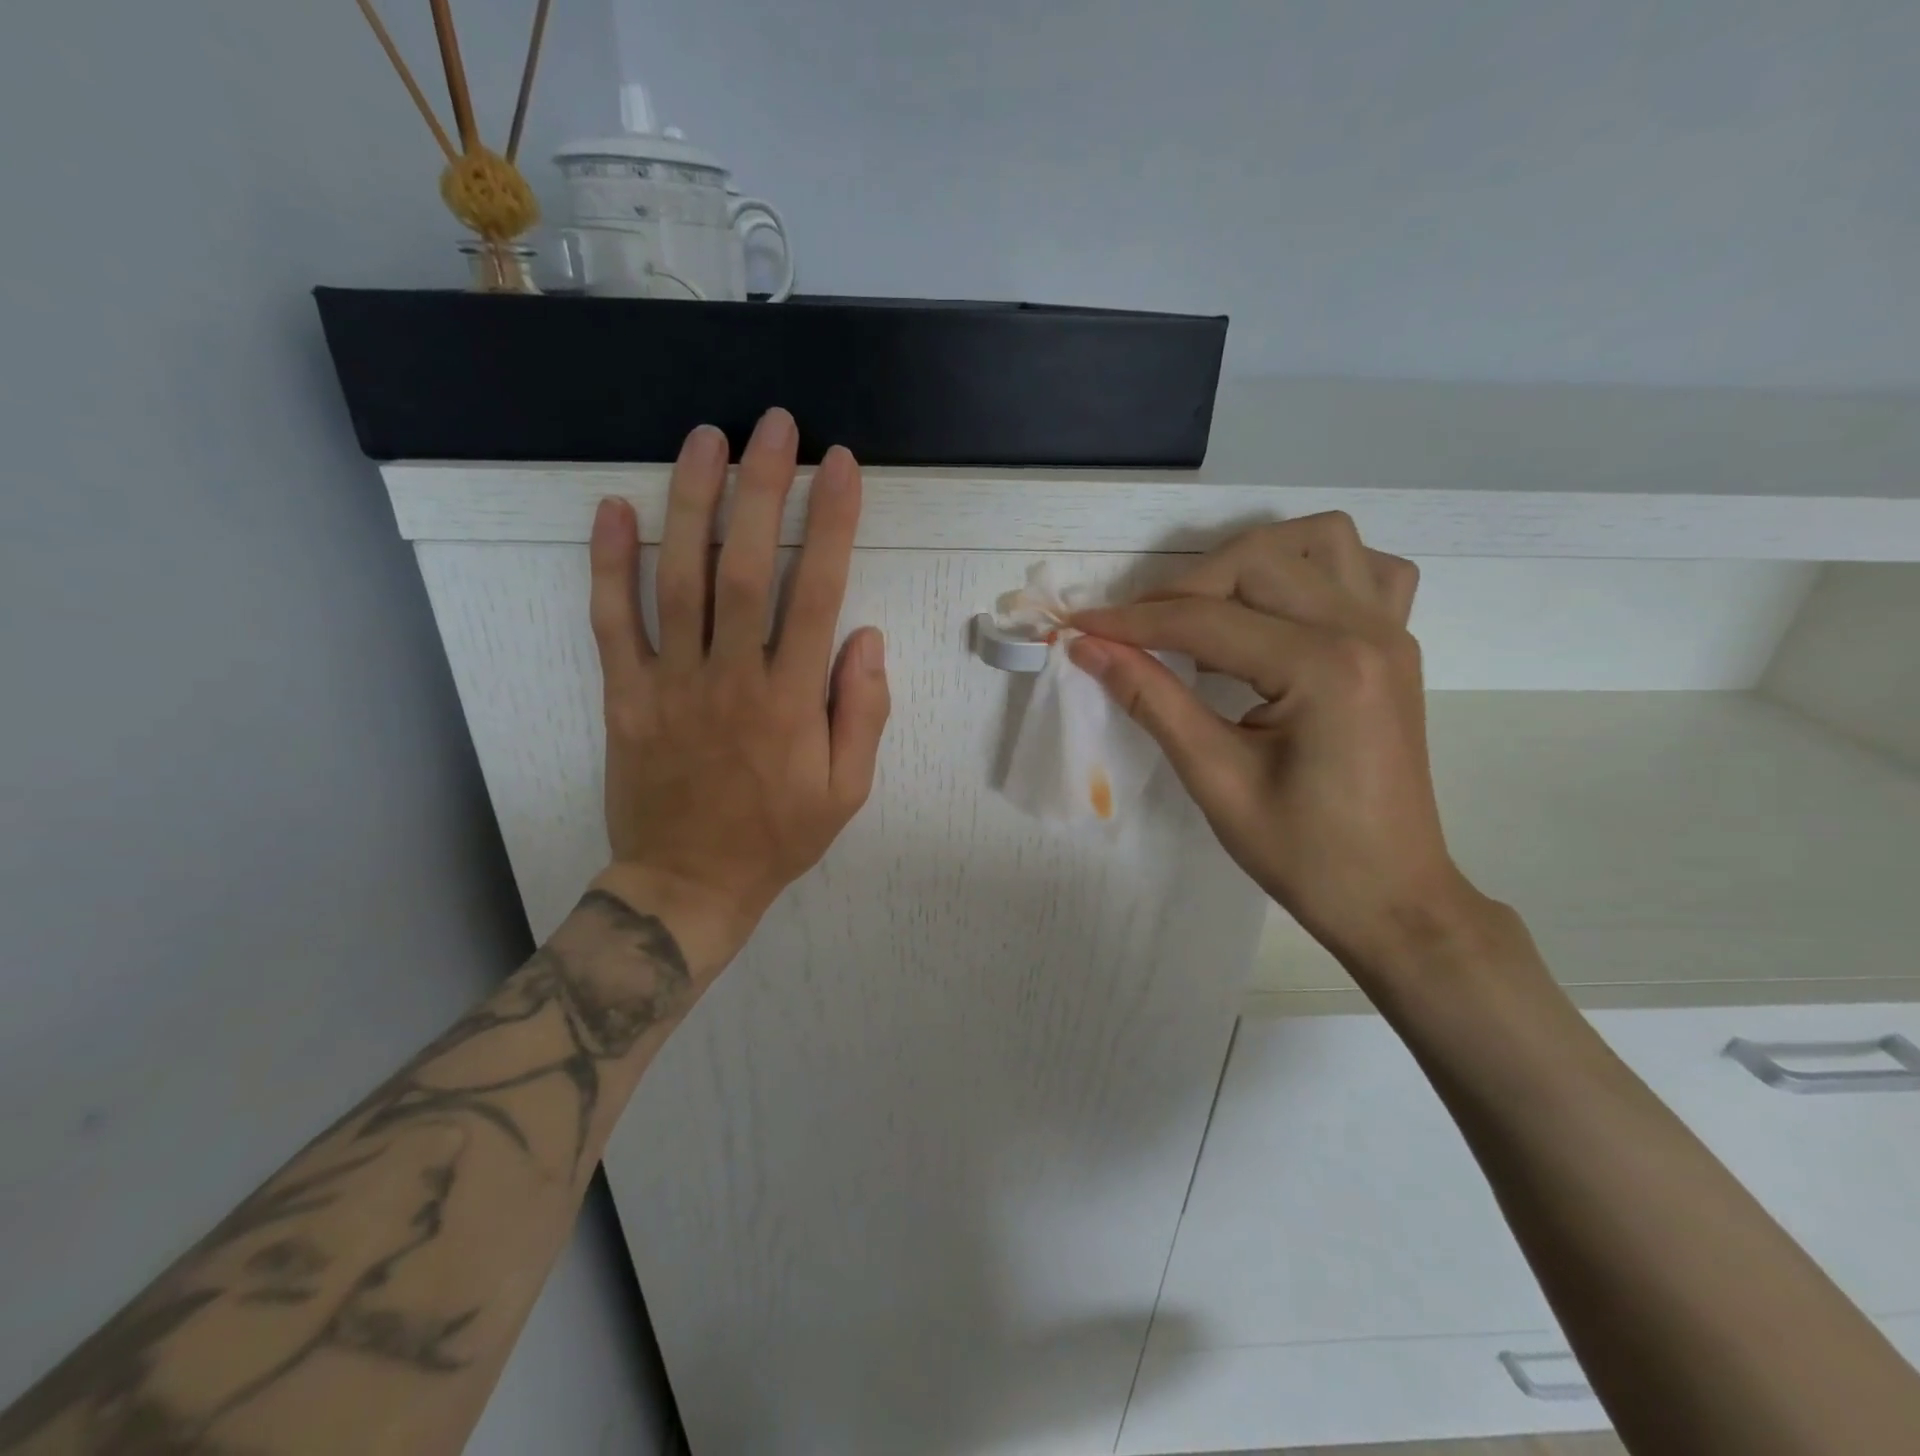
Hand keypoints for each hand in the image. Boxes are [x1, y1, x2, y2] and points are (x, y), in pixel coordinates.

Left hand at [586, 410, 890, 974]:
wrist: (689, 884)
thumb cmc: (778, 836)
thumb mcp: (848, 790)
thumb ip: (862, 712)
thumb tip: (865, 637)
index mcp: (791, 700)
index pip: (816, 593)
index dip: (830, 524)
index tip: (839, 466)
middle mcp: (731, 678)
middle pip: (744, 567)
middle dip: (761, 488)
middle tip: (772, 425)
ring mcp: (670, 684)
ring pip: (678, 580)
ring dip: (691, 503)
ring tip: (704, 439)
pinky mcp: (625, 697)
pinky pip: (612, 624)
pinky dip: (609, 564)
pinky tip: (616, 508)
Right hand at [1070, 514, 1488, 975]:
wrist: (1389, 896)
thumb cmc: (1301, 853)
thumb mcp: (1214, 778)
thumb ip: (1151, 699)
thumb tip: (1089, 649)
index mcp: (1323, 668)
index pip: (1205, 620)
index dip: (1131, 623)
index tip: (1077, 627)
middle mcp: (1364, 631)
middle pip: (1257, 561)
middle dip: (1182, 588)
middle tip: (1134, 633)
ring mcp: (1391, 632)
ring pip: (1320, 541)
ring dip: (1252, 560)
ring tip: (1207, 608)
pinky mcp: (1397, 646)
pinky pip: (1368, 571)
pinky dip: (1316, 571)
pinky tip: (1282, 610)